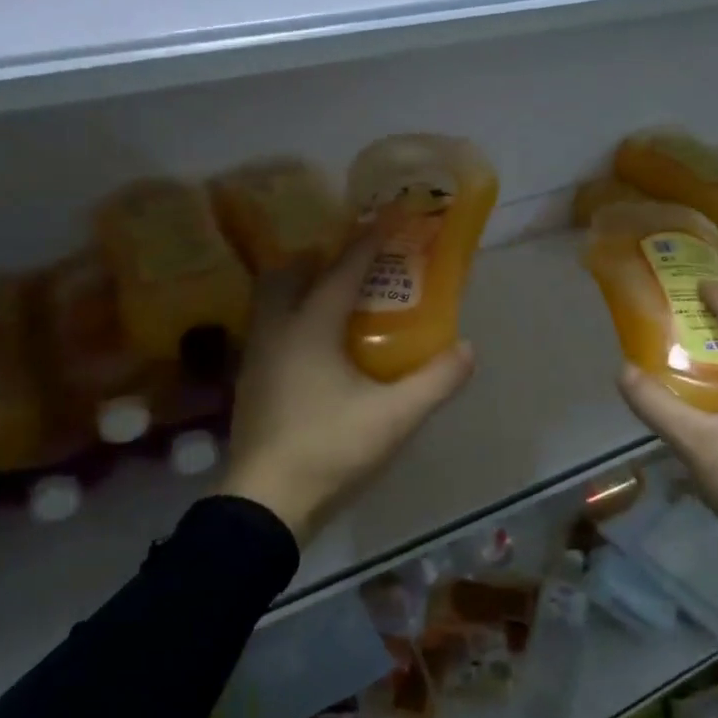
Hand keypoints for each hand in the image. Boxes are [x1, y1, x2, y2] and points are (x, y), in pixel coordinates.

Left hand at [223, 232, 474, 541]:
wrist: (265, 501)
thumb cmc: (329, 448)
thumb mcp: (394, 418)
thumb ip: (435, 381)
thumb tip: (467, 349)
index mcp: (310, 326)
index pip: (344, 269)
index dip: (370, 240)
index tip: (390, 215)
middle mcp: (277, 329)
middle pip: (290, 274)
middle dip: (321, 259)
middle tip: (354, 264)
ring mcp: (257, 355)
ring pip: (273, 301)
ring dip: (301, 288)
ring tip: (335, 300)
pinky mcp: (250, 381)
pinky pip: (270, 328)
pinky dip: (292, 318)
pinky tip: (315, 347)